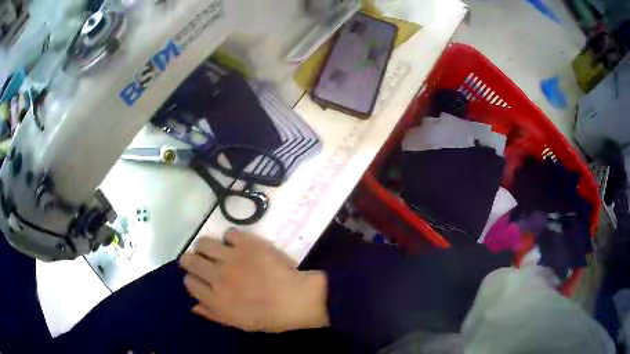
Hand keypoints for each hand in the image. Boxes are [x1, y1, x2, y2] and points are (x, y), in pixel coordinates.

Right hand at [180, 231, 328, 332]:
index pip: (190, 283)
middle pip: (190, 260)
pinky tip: (235, 243)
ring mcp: (231, 258)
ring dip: (204, 246)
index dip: (191, 279)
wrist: (296, 299)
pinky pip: (229, 233)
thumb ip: (213, 314)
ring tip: (211, 249)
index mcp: (215, 299)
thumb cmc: (269, 317)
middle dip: (189, 260)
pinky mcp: (246, 243)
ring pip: (203, 243)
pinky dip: (229, 237)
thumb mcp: (238, 323)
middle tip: (197, 259)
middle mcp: (217, 276)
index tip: (197, 279)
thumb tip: (193, 306)